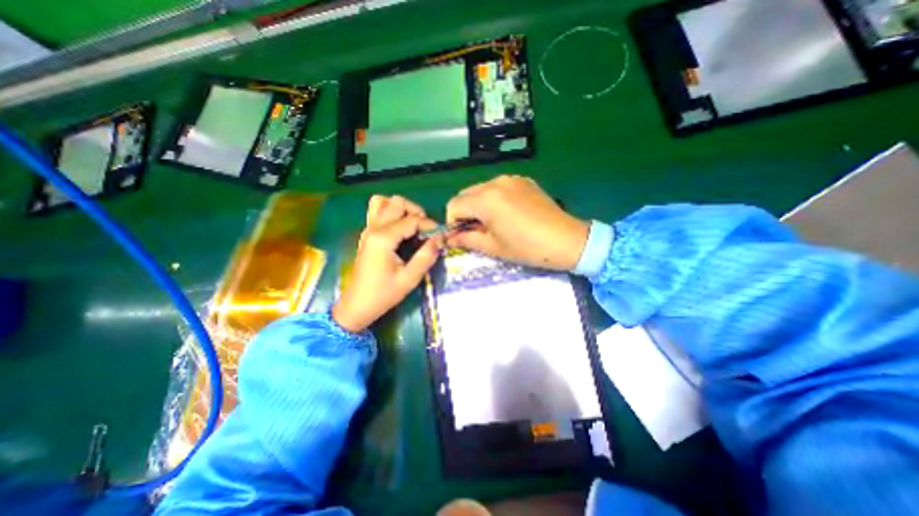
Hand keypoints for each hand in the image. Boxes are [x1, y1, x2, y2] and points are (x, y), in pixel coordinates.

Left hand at [332, 196, 442, 331]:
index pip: (412, 220)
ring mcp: (368, 229)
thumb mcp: (409, 278)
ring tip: (412, 225)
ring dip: (401, 209)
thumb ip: (426, 256)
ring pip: (383, 202)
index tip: (440, 236)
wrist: (357, 306)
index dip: (430, 225)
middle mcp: (374, 228)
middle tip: (426, 230)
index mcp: (383, 238)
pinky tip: (400, 228)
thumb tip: (439, 240)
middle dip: (416, 212)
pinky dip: (390, 212)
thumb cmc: (383, 294)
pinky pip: (377, 211)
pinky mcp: (366, 234)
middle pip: (397, 202)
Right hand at [446, 176, 588, 268]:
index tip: (461, 236)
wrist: (566, 240)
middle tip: (476, 231)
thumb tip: (451, 238)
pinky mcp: (523, 181)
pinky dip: (494, 199)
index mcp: (485, 199)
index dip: (452, 223)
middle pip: (466, 195)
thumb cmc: (527, 248)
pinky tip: (508, 214)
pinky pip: (498, 187)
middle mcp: (495, 182)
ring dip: (478, 205)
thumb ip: (467, 239)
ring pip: (481, 189)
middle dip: (465, 213)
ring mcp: (511, 179)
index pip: (454, 205)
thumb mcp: (493, 247)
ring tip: (493, 223)